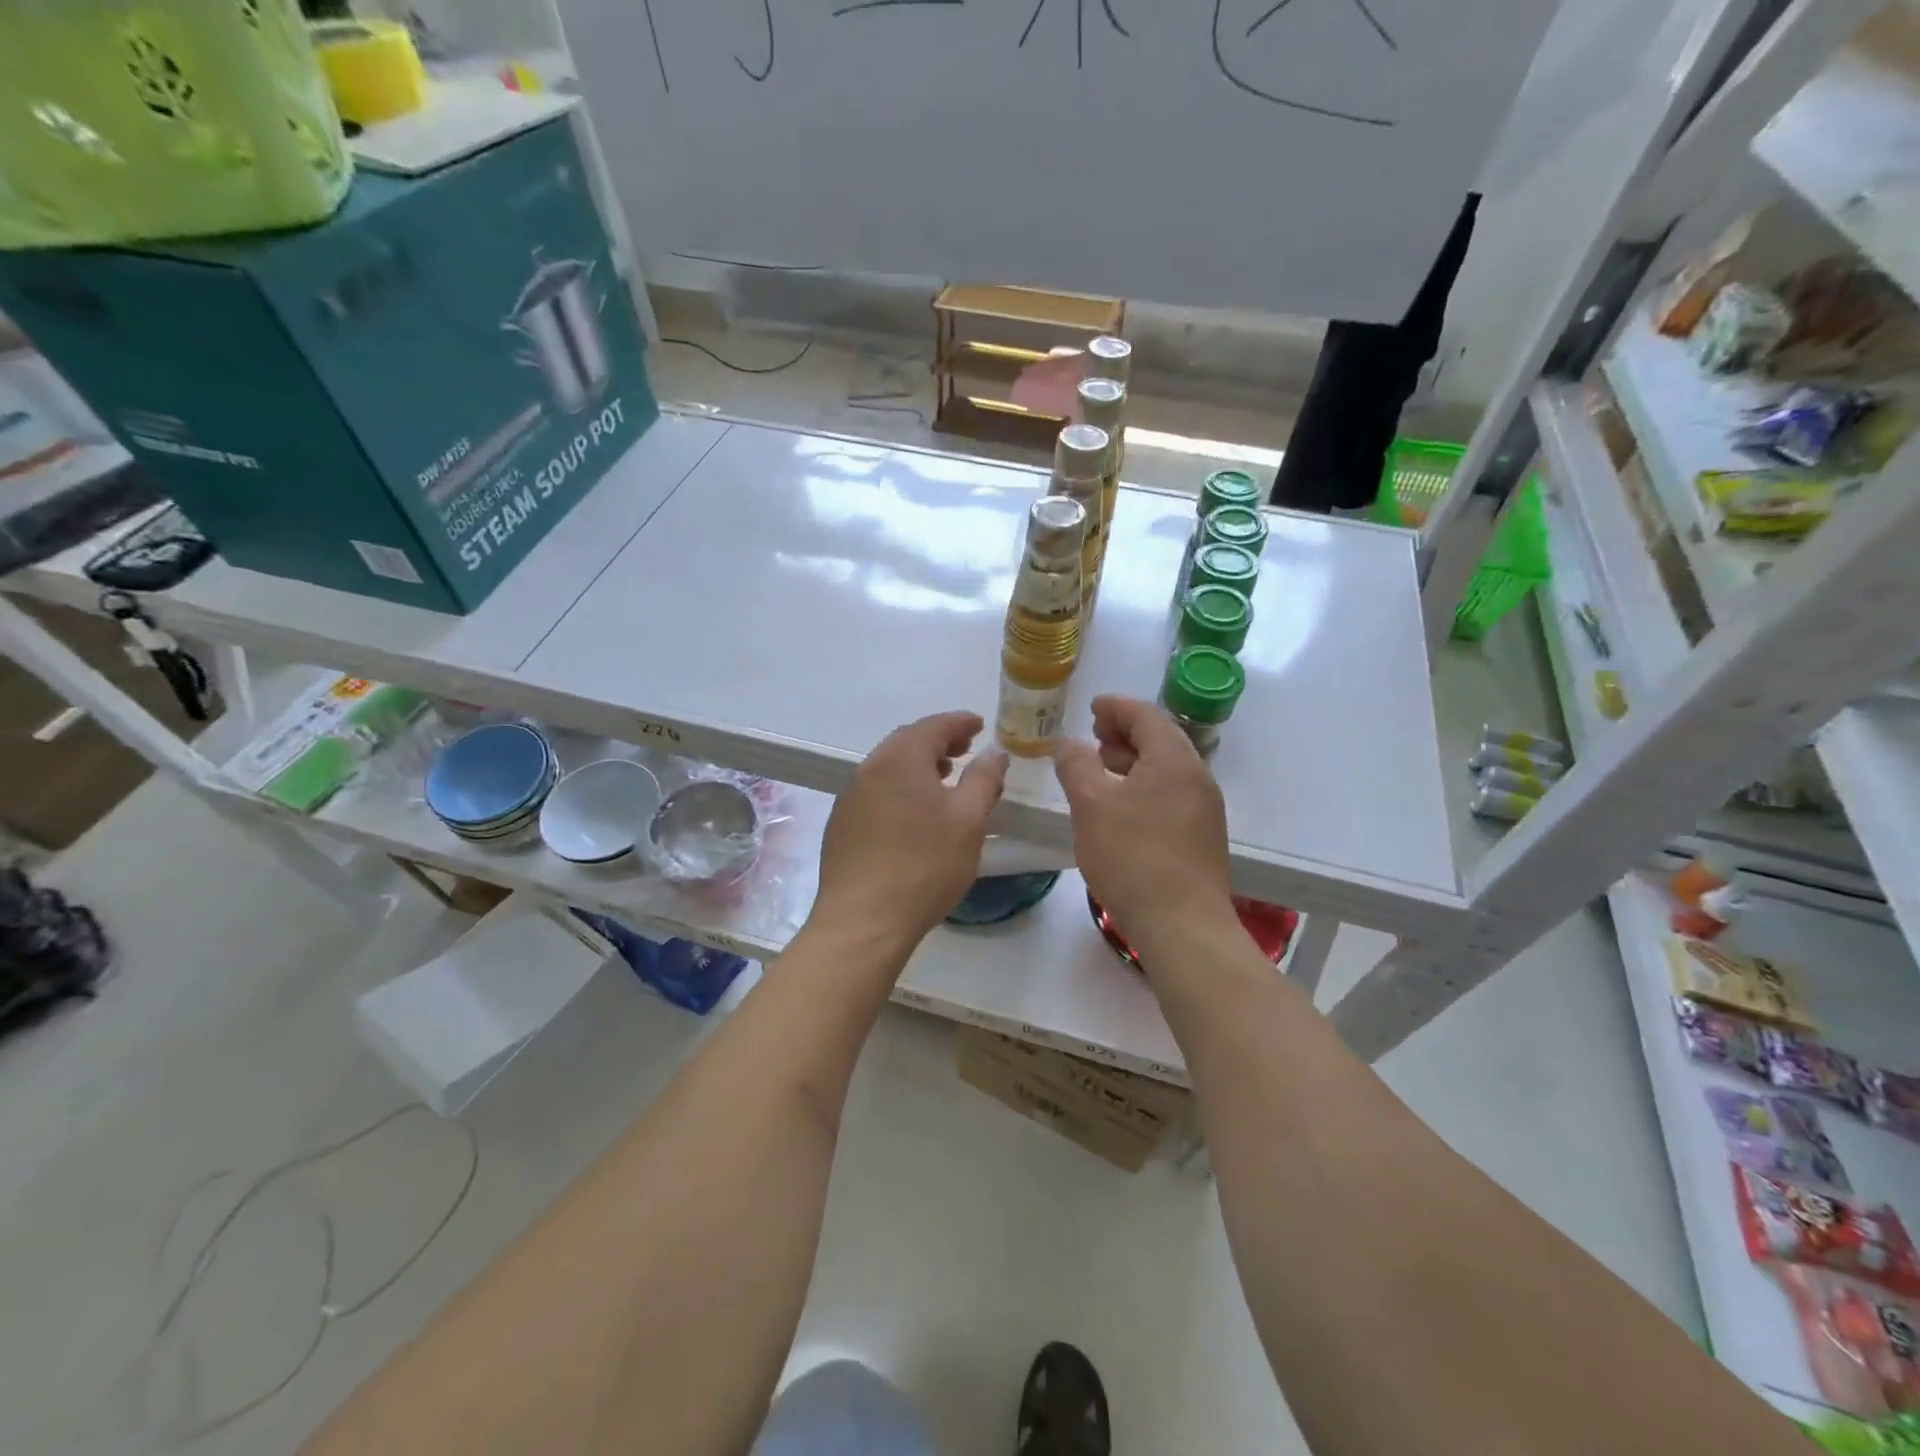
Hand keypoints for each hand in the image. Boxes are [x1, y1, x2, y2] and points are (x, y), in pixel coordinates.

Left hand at [813, 711, 1008, 948]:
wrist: (863, 920)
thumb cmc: (925, 865)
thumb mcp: (969, 820)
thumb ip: (984, 779)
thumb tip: (993, 752)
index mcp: (900, 759)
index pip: (934, 726)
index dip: (960, 722)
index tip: (980, 724)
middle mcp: (870, 768)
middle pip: (907, 741)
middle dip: (938, 741)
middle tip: (965, 750)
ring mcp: (850, 796)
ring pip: (888, 766)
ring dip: (918, 765)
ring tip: (943, 779)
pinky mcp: (841, 824)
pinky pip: (876, 790)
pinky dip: (899, 787)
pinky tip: (913, 812)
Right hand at [1054, 695, 1235, 953]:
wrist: (1182, 925)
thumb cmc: (1133, 858)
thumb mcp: (1091, 806)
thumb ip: (1076, 765)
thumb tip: (1068, 742)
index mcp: (1174, 760)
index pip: (1146, 716)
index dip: (1116, 707)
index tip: (1092, 708)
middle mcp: (1197, 777)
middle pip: (1161, 739)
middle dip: (1125, 732)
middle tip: (1094, 736)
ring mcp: (1204, 808)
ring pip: (1167, 768)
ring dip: (1134, 759)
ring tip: (1103, 767)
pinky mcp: (1202, 835)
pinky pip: (1172, 793)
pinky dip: (1145, 784)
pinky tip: (1122, 806)